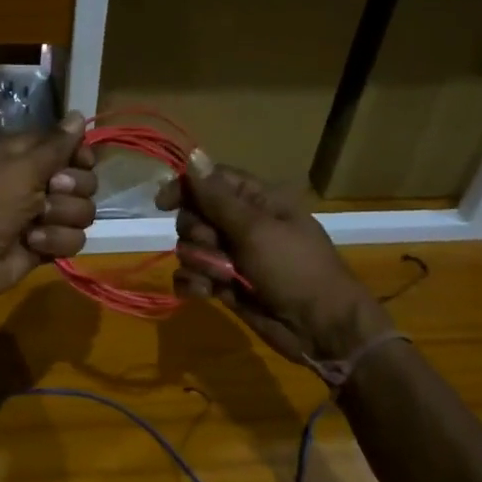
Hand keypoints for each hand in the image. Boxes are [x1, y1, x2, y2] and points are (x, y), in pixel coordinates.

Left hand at [0, 115, 97, 304]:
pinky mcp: (46, 245)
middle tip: (50, 191)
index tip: (81, 161)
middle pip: (84, 180)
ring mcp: (43, 216)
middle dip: (73, 188)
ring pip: (82, 212)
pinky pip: (74, 239)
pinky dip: (55, 241)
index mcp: (25, 155)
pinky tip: (32, 243)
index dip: (79, 155)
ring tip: (36, 222)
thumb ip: (56, 144)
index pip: (68, 147)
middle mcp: (36, 182)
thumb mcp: (21, 166)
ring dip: (62, 217)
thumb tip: (78, 114)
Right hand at [155, 153, 390, 363]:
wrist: (319, 327)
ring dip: (199, 263)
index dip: (186, 188)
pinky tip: (205, 294)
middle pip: (194, 215)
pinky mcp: (224, 285)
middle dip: (197, 234)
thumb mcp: (256, 229)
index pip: (211, 181)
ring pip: (190, 248)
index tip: (163, 204)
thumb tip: (193, 154)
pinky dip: (193, 284)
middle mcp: (242, 225)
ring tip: (222, 279)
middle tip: (217, 247)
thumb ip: (218, 197)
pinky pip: (191, 276)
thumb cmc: (294, 269)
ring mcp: (232, 257)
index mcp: (257, 201)